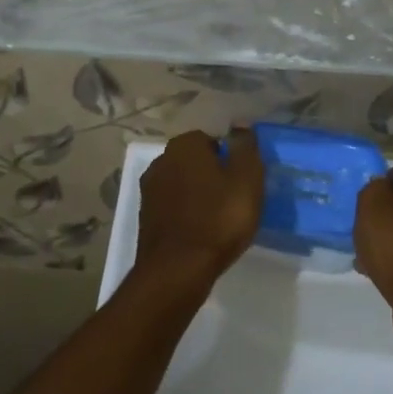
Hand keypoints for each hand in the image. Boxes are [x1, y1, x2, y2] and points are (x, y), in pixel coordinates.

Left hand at [133, 129, 264, 285]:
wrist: (178, 269)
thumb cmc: (219, 218)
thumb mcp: (246, 178)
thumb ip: (245, 147)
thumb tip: (241, 124)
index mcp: (184, 145)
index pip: (212, 139)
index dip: (230, 158)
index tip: (243, 180)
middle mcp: (161, 161)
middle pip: (195, 161)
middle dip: (212, 175)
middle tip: (235, 199)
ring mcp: (149, 191)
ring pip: (183, 184)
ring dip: (199, 195)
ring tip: (220, 218)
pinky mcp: (145, 218)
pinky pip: (173, 207)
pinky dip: (186, 214)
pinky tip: (202, 232)